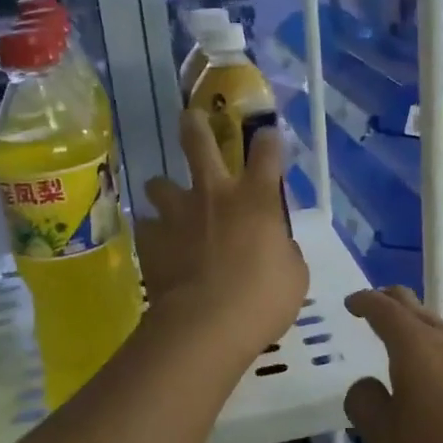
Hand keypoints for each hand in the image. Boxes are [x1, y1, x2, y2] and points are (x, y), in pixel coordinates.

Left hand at [136, 111, 306, 362]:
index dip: (268, 138)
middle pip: (199, 142)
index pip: (267, 151)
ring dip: (164, 190)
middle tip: (191, 117)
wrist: (206, 325)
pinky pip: (148, 227)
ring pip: (159, 183)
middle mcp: (215, 194)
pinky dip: (154, 234)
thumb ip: (284, 251)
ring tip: (167, 202)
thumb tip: (276, 246)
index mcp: (257, 198)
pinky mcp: (151, 239)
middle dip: (195, 125)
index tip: (267, 134)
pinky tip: (159, 248)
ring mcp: (177, 213)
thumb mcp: (293, 275)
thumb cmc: (262, 300)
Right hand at [343, 287, 442, 442]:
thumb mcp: (386, 442)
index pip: (384, 309)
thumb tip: (367, 385)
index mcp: (416, 346)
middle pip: (417, 309)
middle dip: (392, 304)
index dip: (364, 302)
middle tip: (375, 309)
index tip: (352, 303)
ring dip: (422, 339)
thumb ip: (365, 405)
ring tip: (409, 362)